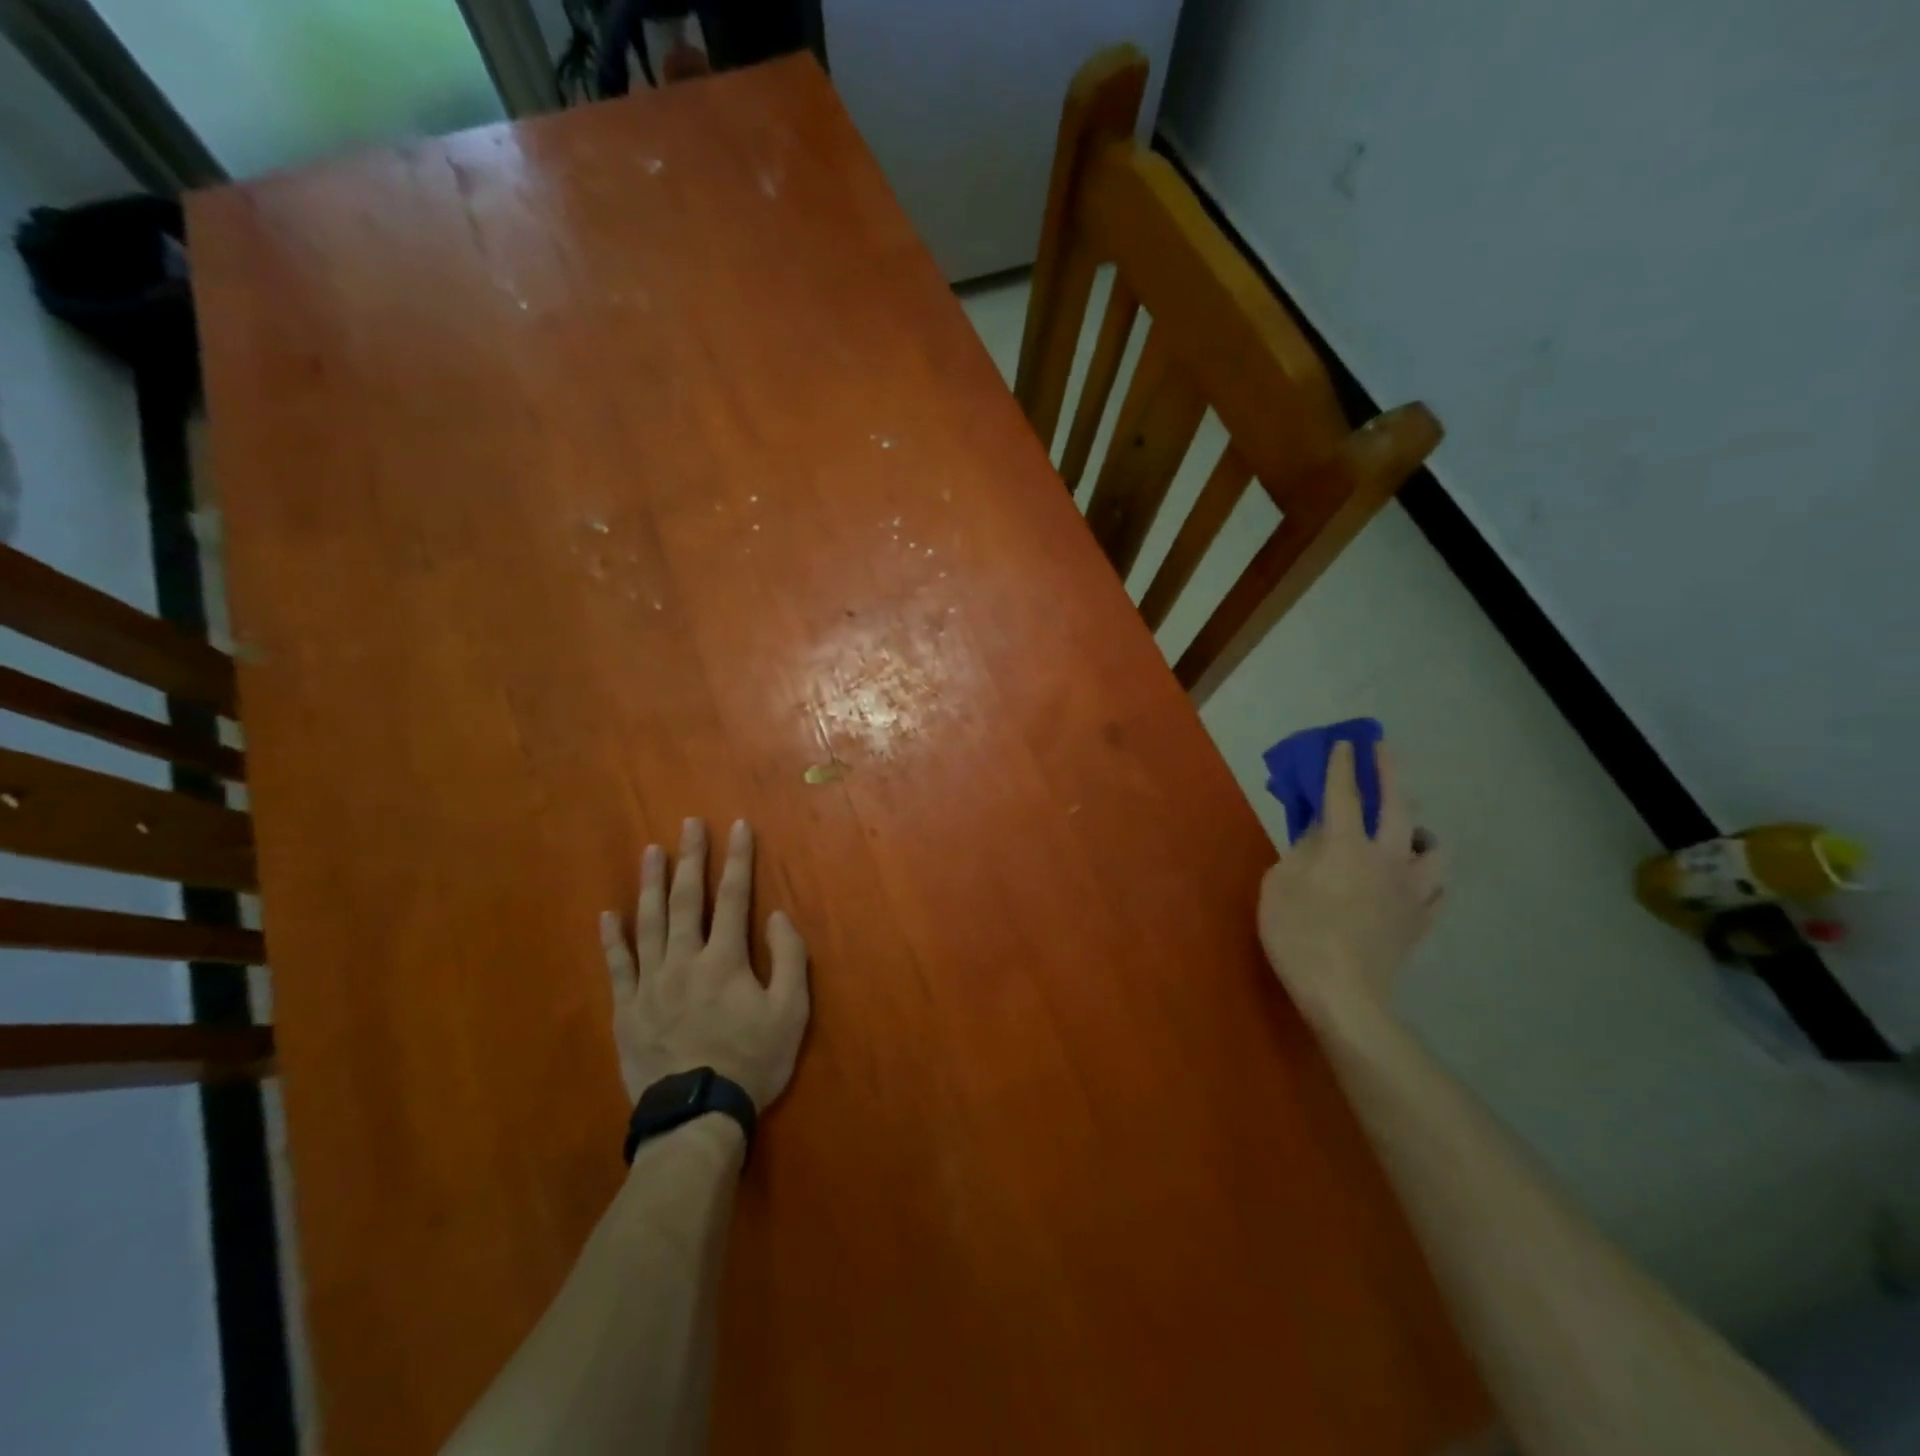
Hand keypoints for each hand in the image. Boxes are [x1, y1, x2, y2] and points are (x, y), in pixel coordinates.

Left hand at [601, 818, 810, 1110]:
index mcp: (725, 959)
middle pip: (688, 899)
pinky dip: (613, 938)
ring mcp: (650, 983)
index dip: (737, 859)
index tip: (737, 826)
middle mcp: (684, 960)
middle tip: (689, 823)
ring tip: (651, 851)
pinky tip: (608, 914)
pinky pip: (617, 966)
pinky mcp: (627, 1009)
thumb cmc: (751, 1061)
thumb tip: (775, 916)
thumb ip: (788, 959)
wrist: (697, 1116)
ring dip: (651, 884)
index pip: (734, 897)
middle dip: (691, 858)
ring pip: (649, 922)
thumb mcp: (791, 1012)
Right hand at [1258, 741, 1445, 1027]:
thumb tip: (1318, 833)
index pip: (1344, 794)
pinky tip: (1418, 877)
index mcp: (1345, 845)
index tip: (1344, 742)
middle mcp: (1386, 857)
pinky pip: (1438, 888)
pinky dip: (1429, 875)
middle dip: (1389, 771)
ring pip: (1434, 847)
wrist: (1344, 994)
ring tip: (1409, 830)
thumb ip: (1299, 851)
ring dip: (1421, 828)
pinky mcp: (1422, 919)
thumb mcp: (1278, 885)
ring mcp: (1411, 889)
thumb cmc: (1298, 935)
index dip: (1342, 765)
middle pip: (1398, 805)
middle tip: (1383, 750)